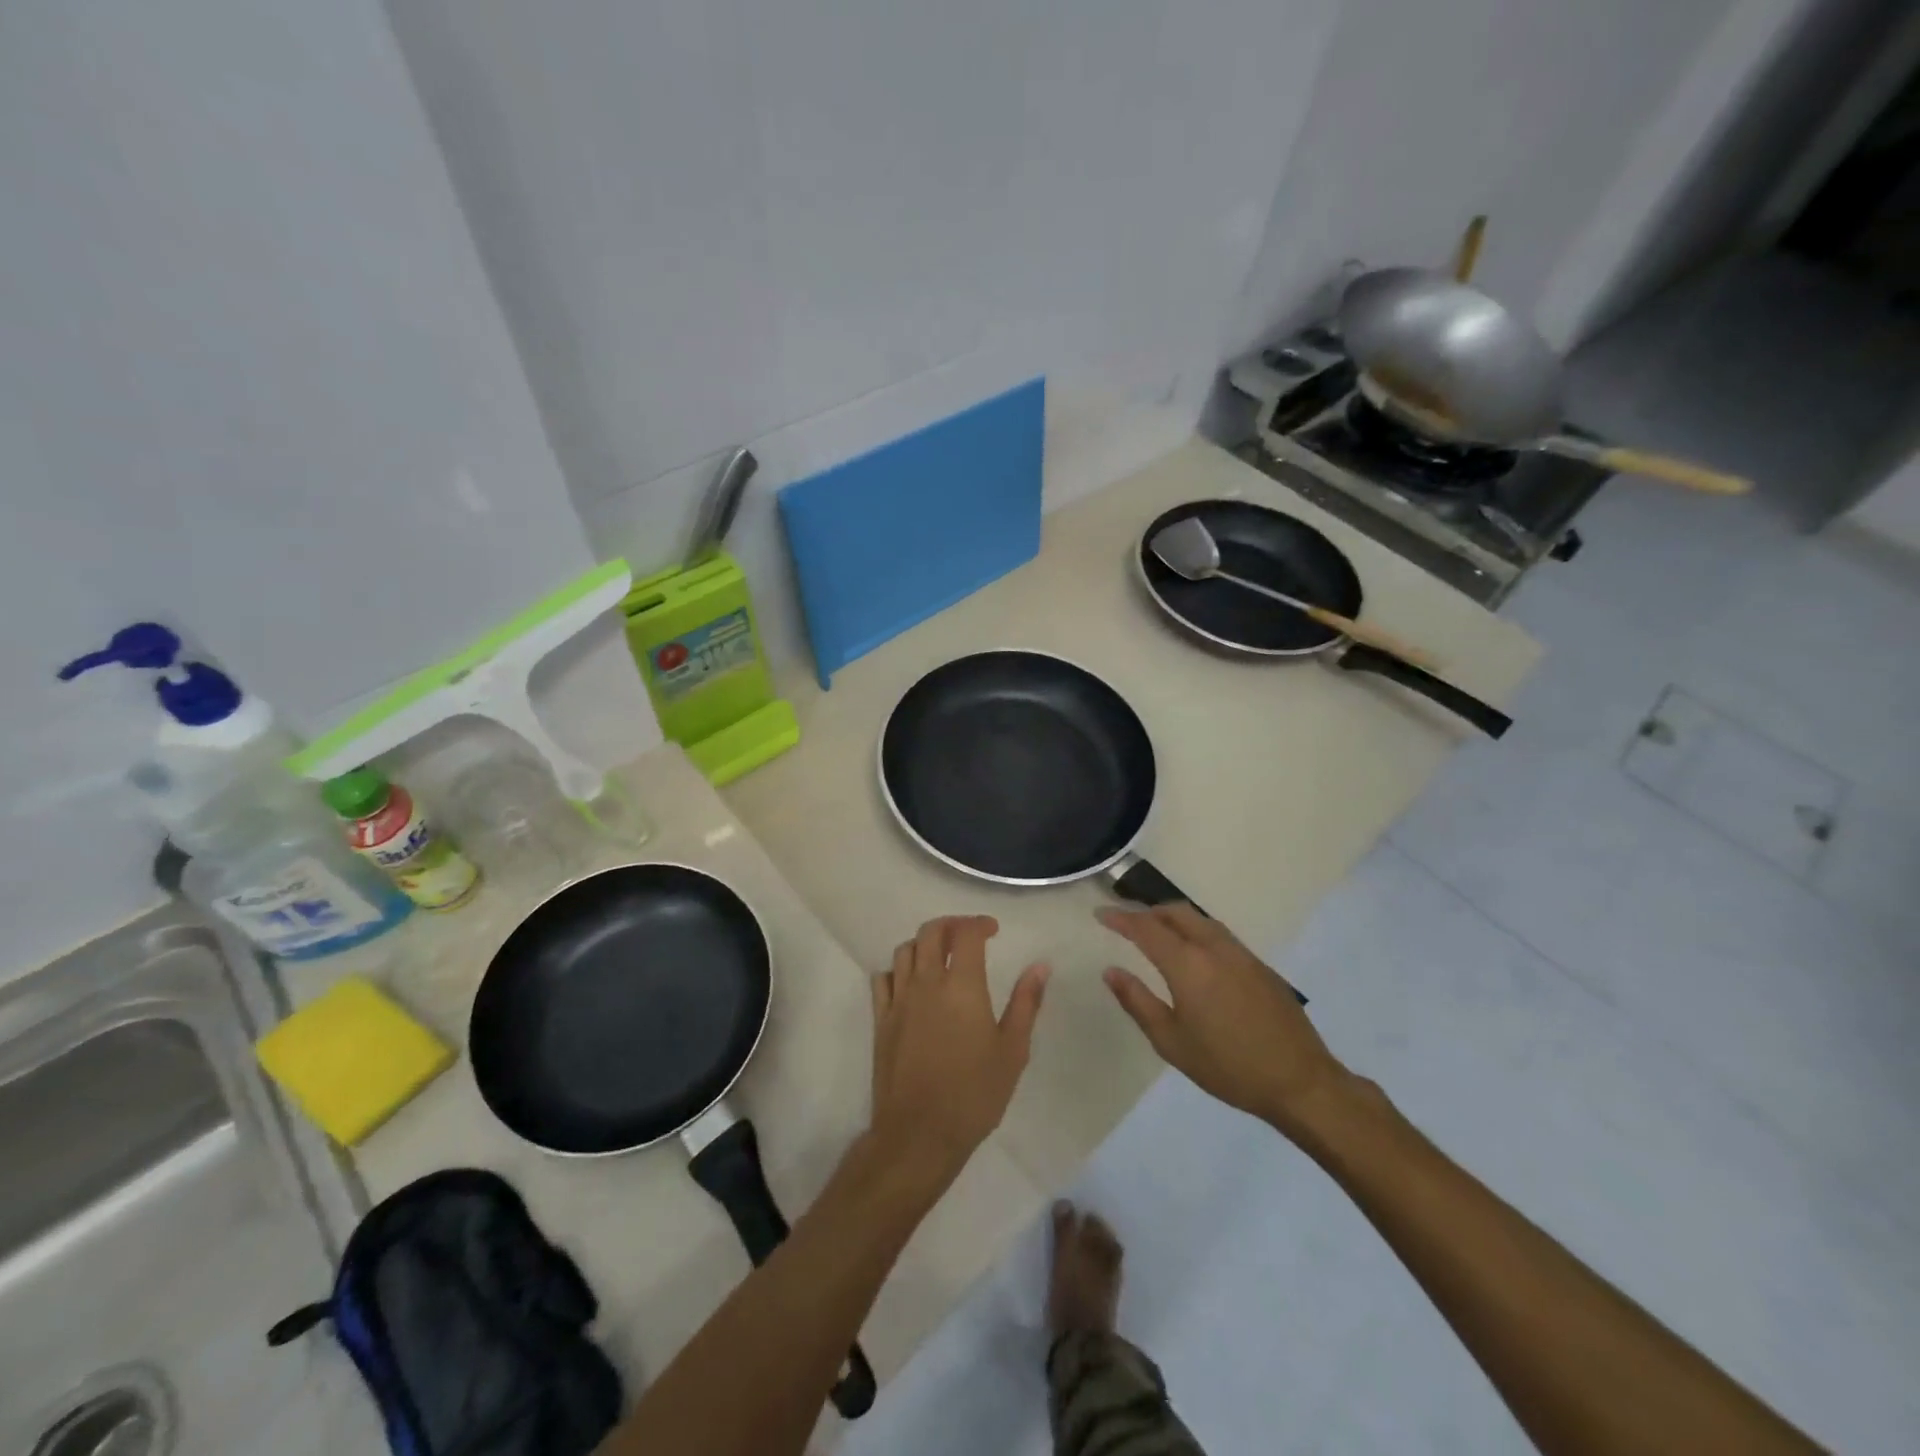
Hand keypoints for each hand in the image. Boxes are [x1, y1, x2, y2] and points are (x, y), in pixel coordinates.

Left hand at [869, 916, 1049, 1188]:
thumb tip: (1040, 966)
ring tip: (941, 956)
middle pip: (931, 931)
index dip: (979, 923)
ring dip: (924, 944)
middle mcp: (927, 982)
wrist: (920, 1133)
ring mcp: (899, 999)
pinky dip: (898, 970)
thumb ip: (1026, 1003)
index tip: (993, 931)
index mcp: (962, 986)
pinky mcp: (881, 1019)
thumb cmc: (974, 1094)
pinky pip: (883, 978)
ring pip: (905, 950)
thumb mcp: (1013, 1050)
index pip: (966, 934)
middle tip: (967, 935)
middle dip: (951, 925)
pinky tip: (910, 983)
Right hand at [1098, 904, 1347, 1135]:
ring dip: (1173, 918)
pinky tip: (1193, 954)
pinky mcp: (1259, 965)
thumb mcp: (1172, 1042)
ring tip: (1156, 934)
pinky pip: (1218, 933)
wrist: (1300, 1081)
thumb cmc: (1228, 1066)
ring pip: (1200, 919)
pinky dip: (1196, 931)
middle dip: (1147, 912)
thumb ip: (1138, 1002)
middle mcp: (1214, 948)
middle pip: (1175, 912)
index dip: (1120, 918)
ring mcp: (1241, 954)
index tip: (1100, 914)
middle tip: (1127, 923)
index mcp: (1188, 965)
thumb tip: (1111, 971)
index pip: (1146, 928)